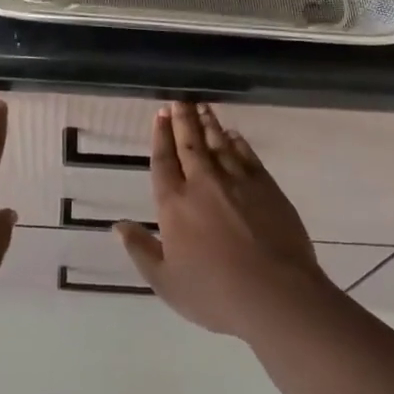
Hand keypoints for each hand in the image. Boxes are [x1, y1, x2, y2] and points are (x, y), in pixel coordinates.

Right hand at [116, 103, 332, 337]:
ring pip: (218, 143)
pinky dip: (237, 142)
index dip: (160, 136)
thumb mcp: (166, 282)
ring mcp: (236, 181)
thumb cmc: (214, 293)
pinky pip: (246, 154)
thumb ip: (141, 250)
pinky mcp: (266, 185)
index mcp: (174, 204)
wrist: (275, 293)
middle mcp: (203, 183)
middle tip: (179, 100)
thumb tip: (118, 225)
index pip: (163, 161)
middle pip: (189, 144)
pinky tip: (232, 135)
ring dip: (208, 124)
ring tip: (202, 107)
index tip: (160, 115)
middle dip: (182, 120)